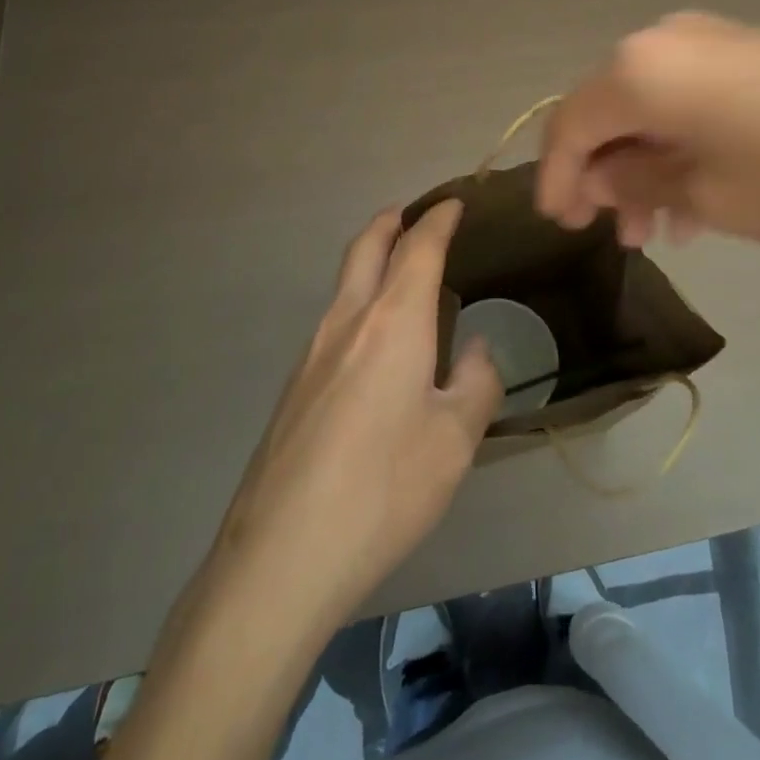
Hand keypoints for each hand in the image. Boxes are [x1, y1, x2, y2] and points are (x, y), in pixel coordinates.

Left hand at [204, 201, 503, 630]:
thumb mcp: (455, 441)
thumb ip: (478, 383)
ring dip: (372, 261)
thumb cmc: (384, 489)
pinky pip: (334, 321)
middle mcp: (347, 322)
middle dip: (392, 222)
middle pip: (366, 247)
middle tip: (415, 215)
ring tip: (403, 276)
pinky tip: (377, 345)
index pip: (417, 248)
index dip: (438, 220)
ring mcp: (311, 353)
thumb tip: (478, 350)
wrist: (281, 556)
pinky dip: (360, 302)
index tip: (454, 204)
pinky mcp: (294, 387)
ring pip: (345, 283)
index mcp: (393, 322)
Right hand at [535, 12, 759, 247]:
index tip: (559, 224)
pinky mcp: (749, 49)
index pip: (570, 124)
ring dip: (644, 166)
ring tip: (658, 229)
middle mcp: (663, 40)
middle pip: (607, 110)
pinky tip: (698, 195)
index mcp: (637, 69)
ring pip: (651, 106)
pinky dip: (680, 144)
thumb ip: (635, 183)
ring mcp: (710, 39)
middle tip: (610, 232)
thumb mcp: (703, 193)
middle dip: (602, 174)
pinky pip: (690, 98)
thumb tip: (599, 178)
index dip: (556, 177)